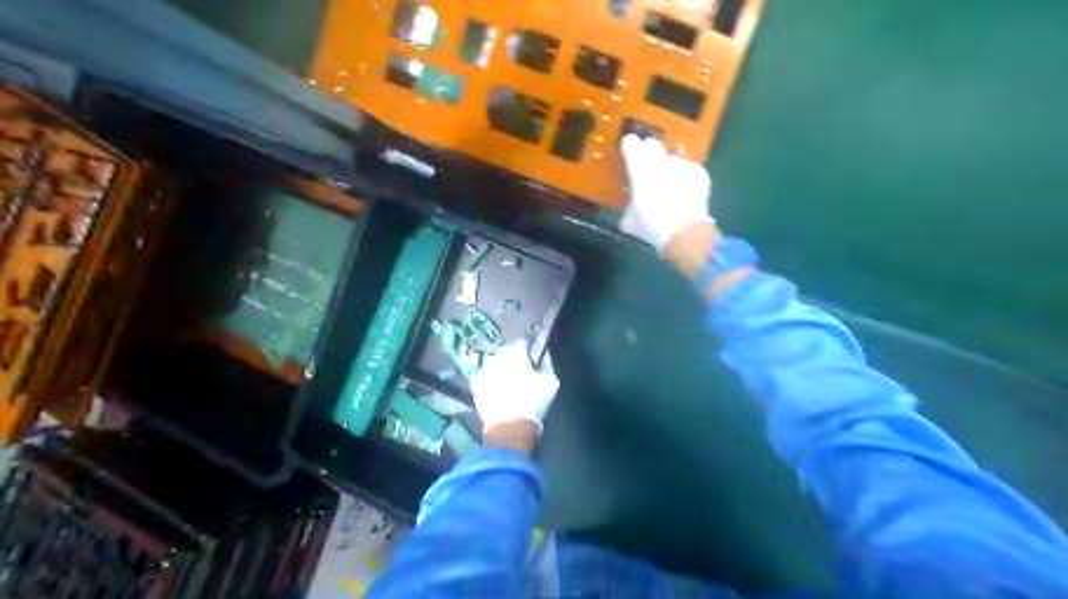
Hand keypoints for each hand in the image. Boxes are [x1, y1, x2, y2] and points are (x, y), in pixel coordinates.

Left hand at [474, 340, 561, 437]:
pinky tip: (499, 393)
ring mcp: (483, 371)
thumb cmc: (534, 402)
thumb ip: (547, 363)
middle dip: (514, 359)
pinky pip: (486, 378)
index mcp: (515, 353)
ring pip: (495, 365)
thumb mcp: (551, 382)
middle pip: (507, 352)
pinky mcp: (475, 386)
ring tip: (509, 385)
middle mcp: (496, 357)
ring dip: (501, 370)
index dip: (529, 349)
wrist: (510, 428)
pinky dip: (492, 382)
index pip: (523, 342)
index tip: (533, 359)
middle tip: (522, 373)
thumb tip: (544, 354)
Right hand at [624, 132, 712, 252]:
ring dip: (669, 169)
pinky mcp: (699, 172)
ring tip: (670, 186)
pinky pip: (689, 170)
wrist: (683, 230)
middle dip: (649, 152)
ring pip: (672, 159)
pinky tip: (685, 193)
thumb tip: (630, 210)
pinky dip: (686, 178)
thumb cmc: (651, 224)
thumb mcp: (630, 221)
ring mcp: (681, 165)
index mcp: (640, 168)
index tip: (628, 151)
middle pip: (653, 144)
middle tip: (647, 167)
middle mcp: (660, 160)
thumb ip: (629, 209)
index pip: (631, 143)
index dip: (629, 146)